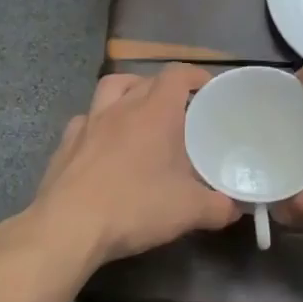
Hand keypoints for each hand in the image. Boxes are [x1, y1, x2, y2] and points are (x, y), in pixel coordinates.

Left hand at [31, 66, 240, 266]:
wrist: (69, 226)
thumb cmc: (135, 207)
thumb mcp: (189, 211)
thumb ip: (219, 206)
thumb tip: (237, 208)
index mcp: (155, 112)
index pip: (177, 75)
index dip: (195, 76)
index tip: (209, 88)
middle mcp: (120, 107)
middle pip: (145, 80)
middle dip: (165, 88)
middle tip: (181, 111)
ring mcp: (88, 123)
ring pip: (110, 89)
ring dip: (128, 92)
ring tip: (140, 113)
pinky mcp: (65, 144)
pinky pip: (85, 120)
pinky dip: (99, 124)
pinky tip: (104, 144)